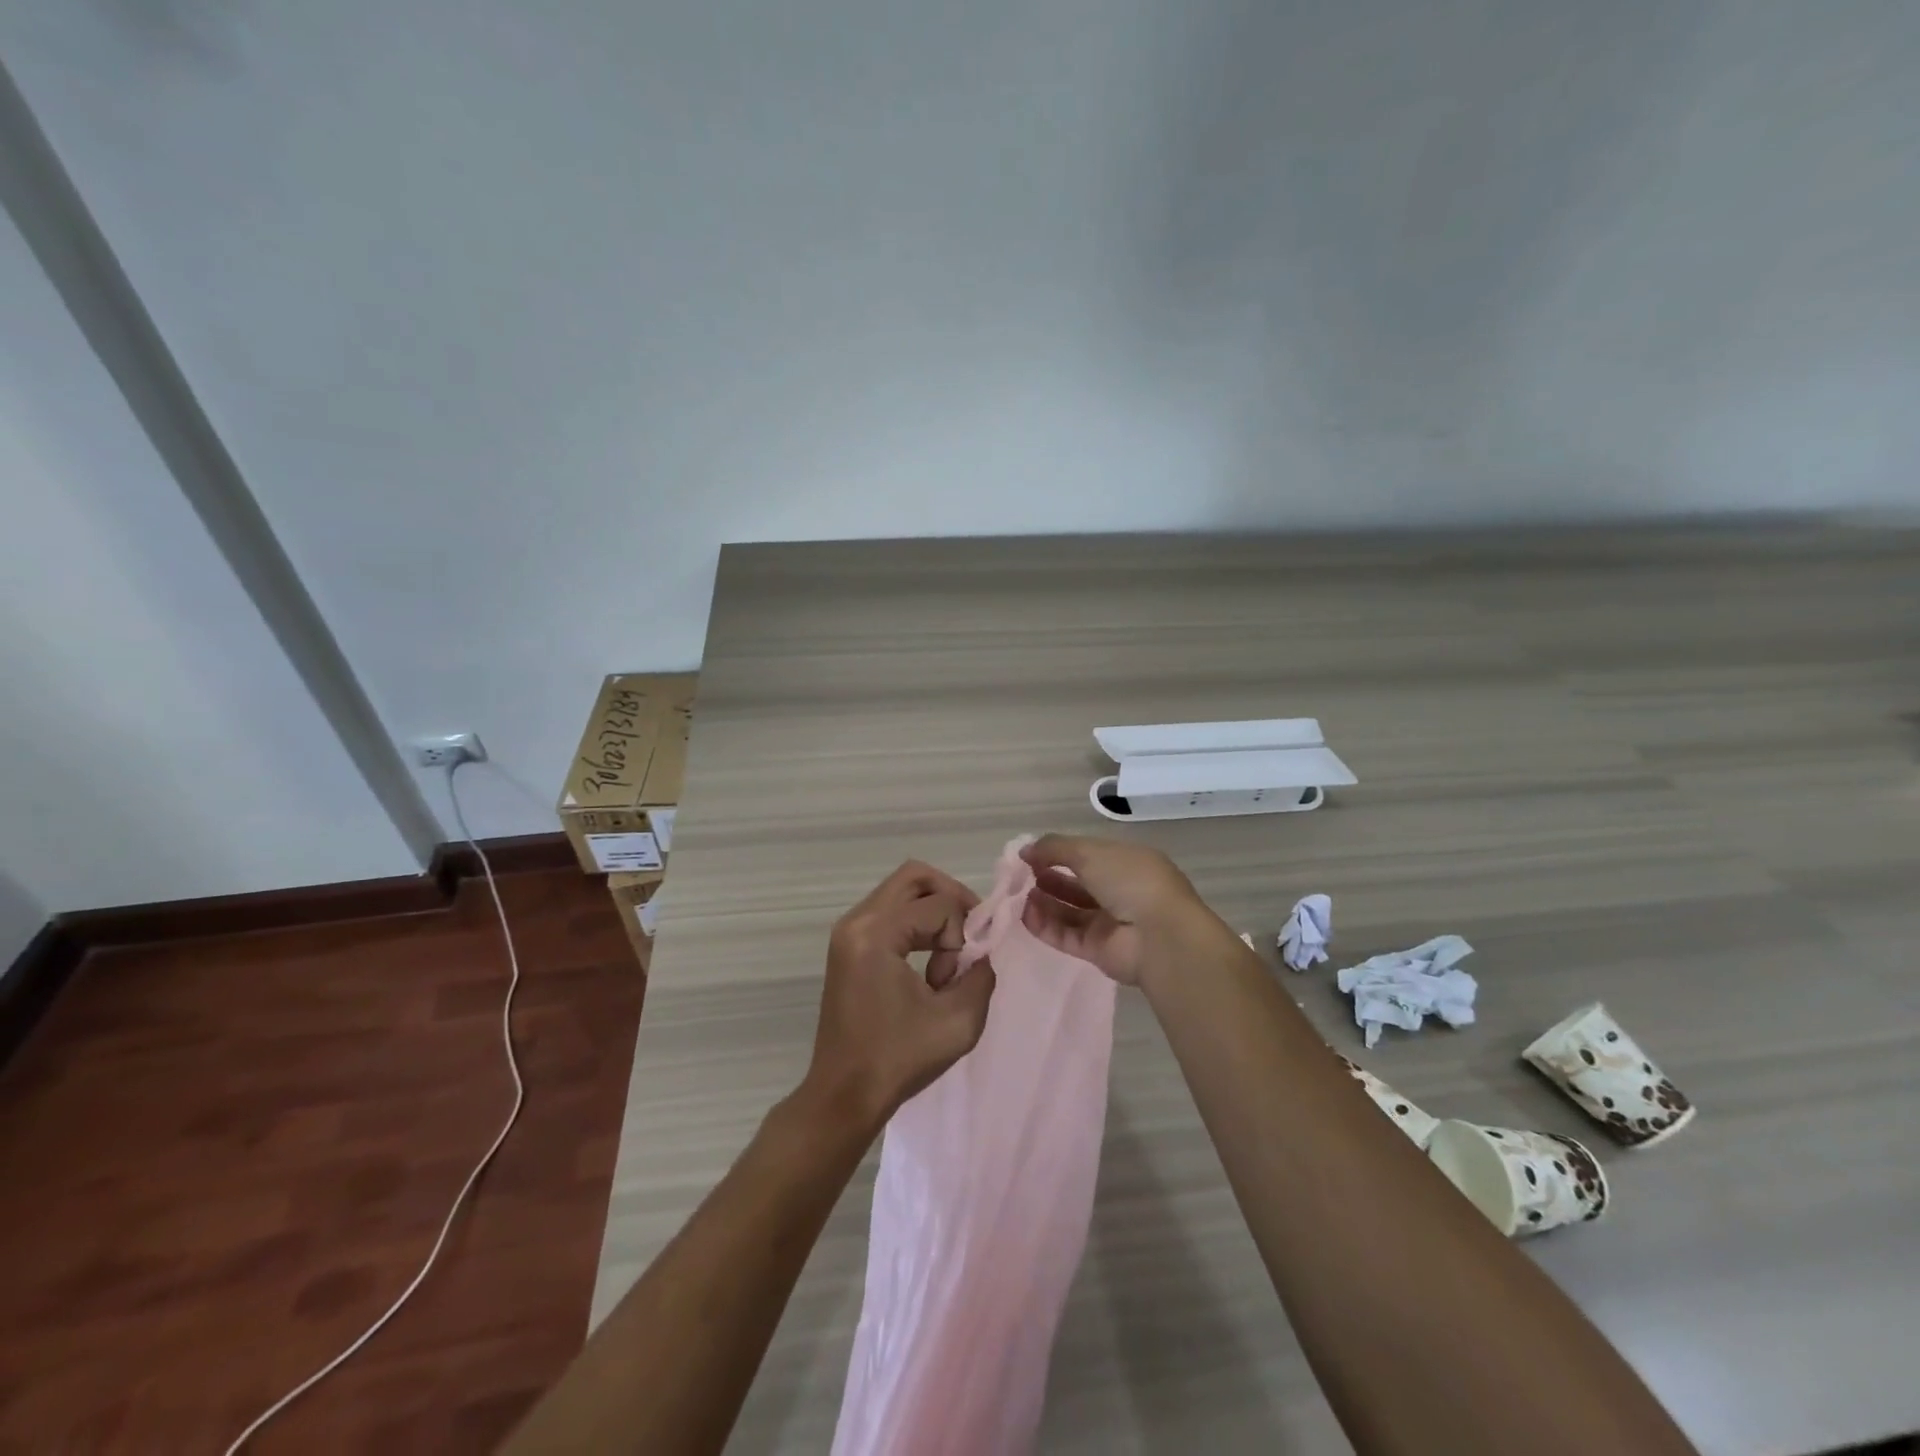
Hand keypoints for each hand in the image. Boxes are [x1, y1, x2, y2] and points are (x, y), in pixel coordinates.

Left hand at [802, 861, 997, 1132]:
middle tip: (968, 936)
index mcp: (875, 934)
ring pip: (902, 891)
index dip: (961, 935)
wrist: (844, 1094)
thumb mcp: (960, 1020)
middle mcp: (856, 921)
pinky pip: (890, 911)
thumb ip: (982, 973)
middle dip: (951, 899)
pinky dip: (915, 925)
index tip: (955, 977)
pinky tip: (926, 964)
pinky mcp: (848, 945)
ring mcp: (848, 931)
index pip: (938, 904)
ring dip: (933, 914)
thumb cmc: (899, 1060)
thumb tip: (981, 951)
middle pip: (915, 876)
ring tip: (944, 961)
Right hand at [1019, 834, 1213, 986]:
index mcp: (1126, 863)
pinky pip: (1066, 936)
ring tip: (1019, 895)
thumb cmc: (1129, 881)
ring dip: (1043, 902)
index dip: (1058, 853)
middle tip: (1020, 876)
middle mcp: (1119, 892)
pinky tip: (1025, 916)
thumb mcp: (1090, 852)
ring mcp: (1109, 924)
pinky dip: (1045, 926)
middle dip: (1048, 878)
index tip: (1029, 855)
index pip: (1087, 855)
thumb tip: (1025, 850)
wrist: (1159, 936)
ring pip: (1069, 912)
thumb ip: (1054, 848)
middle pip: (1076, 885)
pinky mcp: (1098, 951)